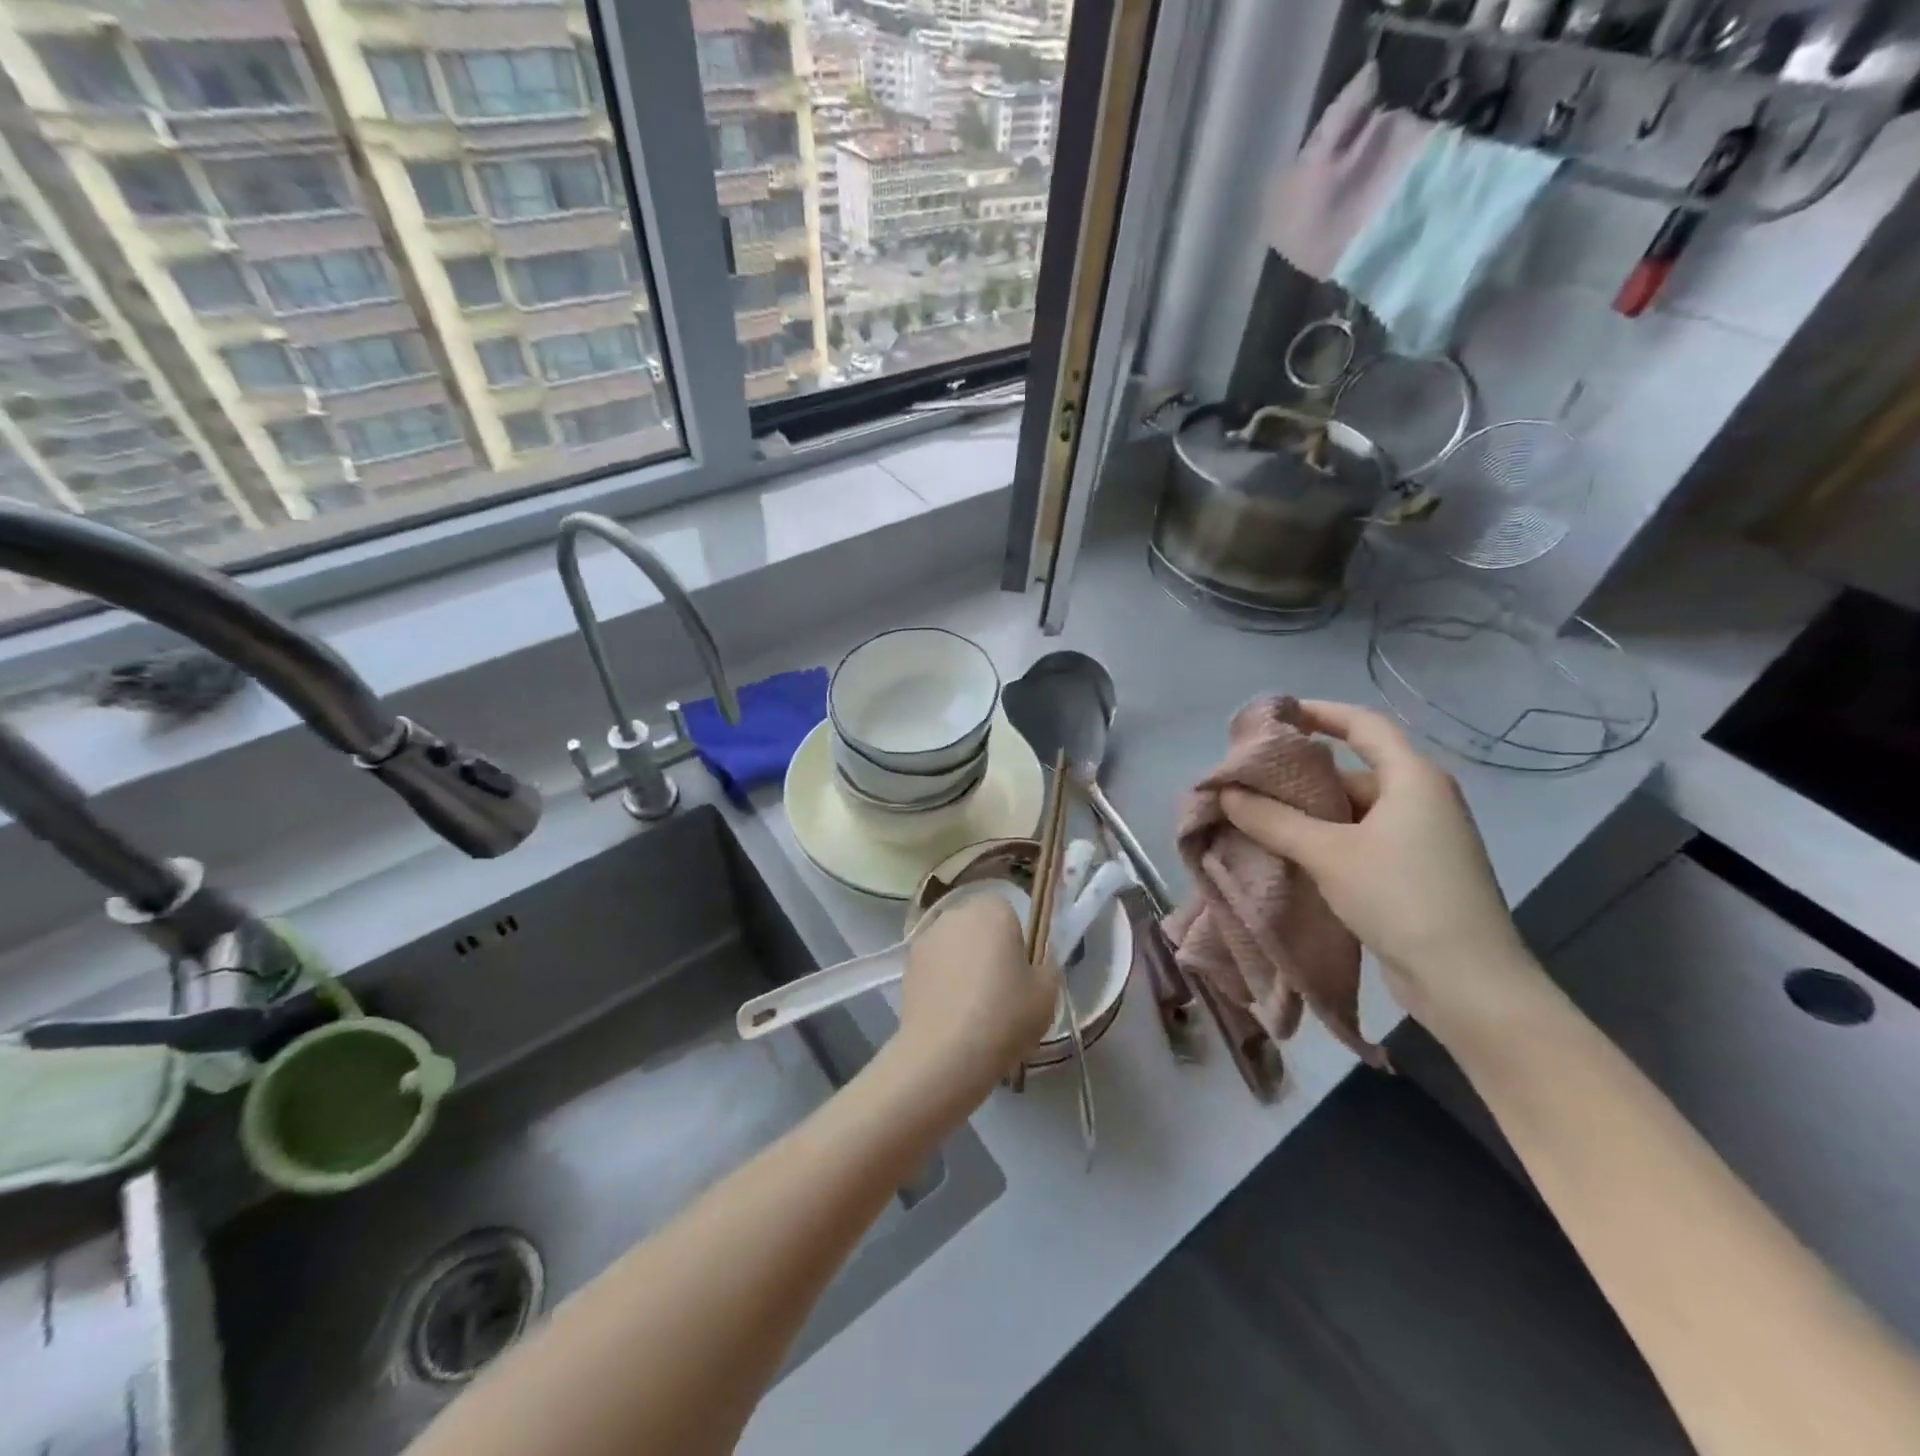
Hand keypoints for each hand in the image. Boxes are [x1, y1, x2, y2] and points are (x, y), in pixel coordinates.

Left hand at [895, 889, 1056, 1094]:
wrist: (946, 1053)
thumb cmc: (1005, 1015)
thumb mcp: (1047, 993)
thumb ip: (1046, 965)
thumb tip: (1037, 960)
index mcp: (993, 910)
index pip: (1008, 912)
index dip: (1016, 941)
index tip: (1019, 972)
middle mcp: (956, 913)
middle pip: (978, 925)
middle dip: (986, 948)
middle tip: (998, 988)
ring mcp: (927, 937)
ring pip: (953, 944)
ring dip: (961, 962)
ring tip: (970, 1004)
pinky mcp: (907, 963)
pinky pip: (934, 964)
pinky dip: (941, 979)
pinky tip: (949, 1011)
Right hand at [1218, 701, 1546, 1036]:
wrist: (1468, 984)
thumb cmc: (1402, 897)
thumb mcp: (1329, 853)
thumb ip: (1273, 819)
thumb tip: (1226, 792)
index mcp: (1413, 778)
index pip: (1363, 725)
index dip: (1319, 712)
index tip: (1275, 715)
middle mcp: (1421, 799)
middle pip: (1353, 771)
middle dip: (1300, 775)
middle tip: (1249, 781)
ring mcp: (1421, 839)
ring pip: (1353, 811)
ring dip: (1308, 814)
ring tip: (1256, 818)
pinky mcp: (1414, 873)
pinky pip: (1360, 841)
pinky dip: (1325, 841)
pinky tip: (1288, 853)